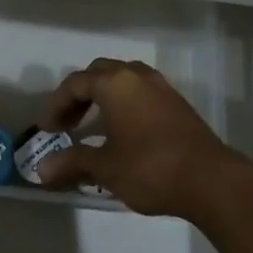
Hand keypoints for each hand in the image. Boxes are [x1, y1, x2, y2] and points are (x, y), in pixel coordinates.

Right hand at [34, 58, 252, 220]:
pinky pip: (140, 91)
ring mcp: (160, 86)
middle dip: (79, 95)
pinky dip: (123, 103)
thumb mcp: (106, 168)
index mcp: (115, 83)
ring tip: (92, 125)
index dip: (56, 105)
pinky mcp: (176, 102)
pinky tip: (122, 130)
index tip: (47, 130)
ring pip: (122, 79)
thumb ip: (73, 162)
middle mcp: (136, 75)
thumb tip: (42, 169)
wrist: (210, 179)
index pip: (75, 83)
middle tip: (67, 124)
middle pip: (99, 74)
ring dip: (103, 96)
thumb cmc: (150, 168)